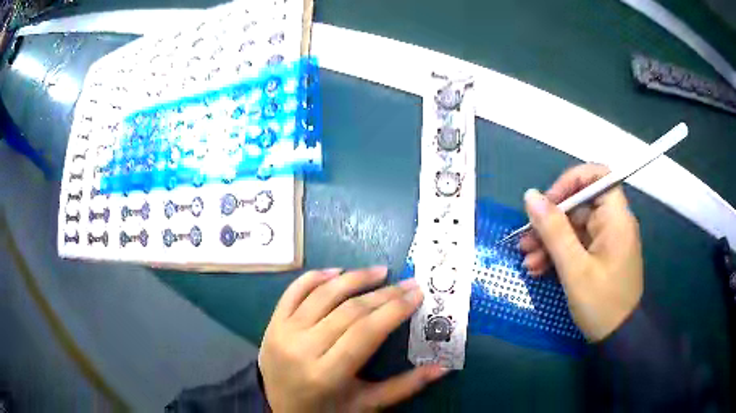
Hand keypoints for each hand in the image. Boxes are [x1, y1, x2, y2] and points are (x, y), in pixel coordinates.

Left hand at [259, 267, 447, 411]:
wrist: (279, 410)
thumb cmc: (327, 410)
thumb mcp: (367, 404)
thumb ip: (405, 386)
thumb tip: (443, 367)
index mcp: (327, 374)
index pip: (366, 332)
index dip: (394, 309)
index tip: (417, 293)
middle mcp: (302, 349)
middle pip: (348, 311)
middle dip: (383, 294)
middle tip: (407, 282)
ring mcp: (283, 333)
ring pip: (322, 295)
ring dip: (353, 278)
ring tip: (379, 271)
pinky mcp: (273, 324)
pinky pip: (293, 292)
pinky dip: (315, 277)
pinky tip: (337, 271)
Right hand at [519, 164, 643, 341]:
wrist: (618, 338)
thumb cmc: (602, 303)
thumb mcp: (574, 269)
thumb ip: (553, 230)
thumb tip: (530, 196)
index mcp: (615, 218)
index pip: (596, 176)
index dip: (570, 181)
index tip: (547, 202)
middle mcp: (613, 223)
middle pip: (579, 205)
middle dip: (550, 221)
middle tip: (525, 240)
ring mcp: (606, 241)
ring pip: (574, 227)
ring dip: (549, 241)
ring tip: (527, 260)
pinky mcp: (600, 256)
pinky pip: (577, 245)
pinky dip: (558, 254)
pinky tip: (538, 269)